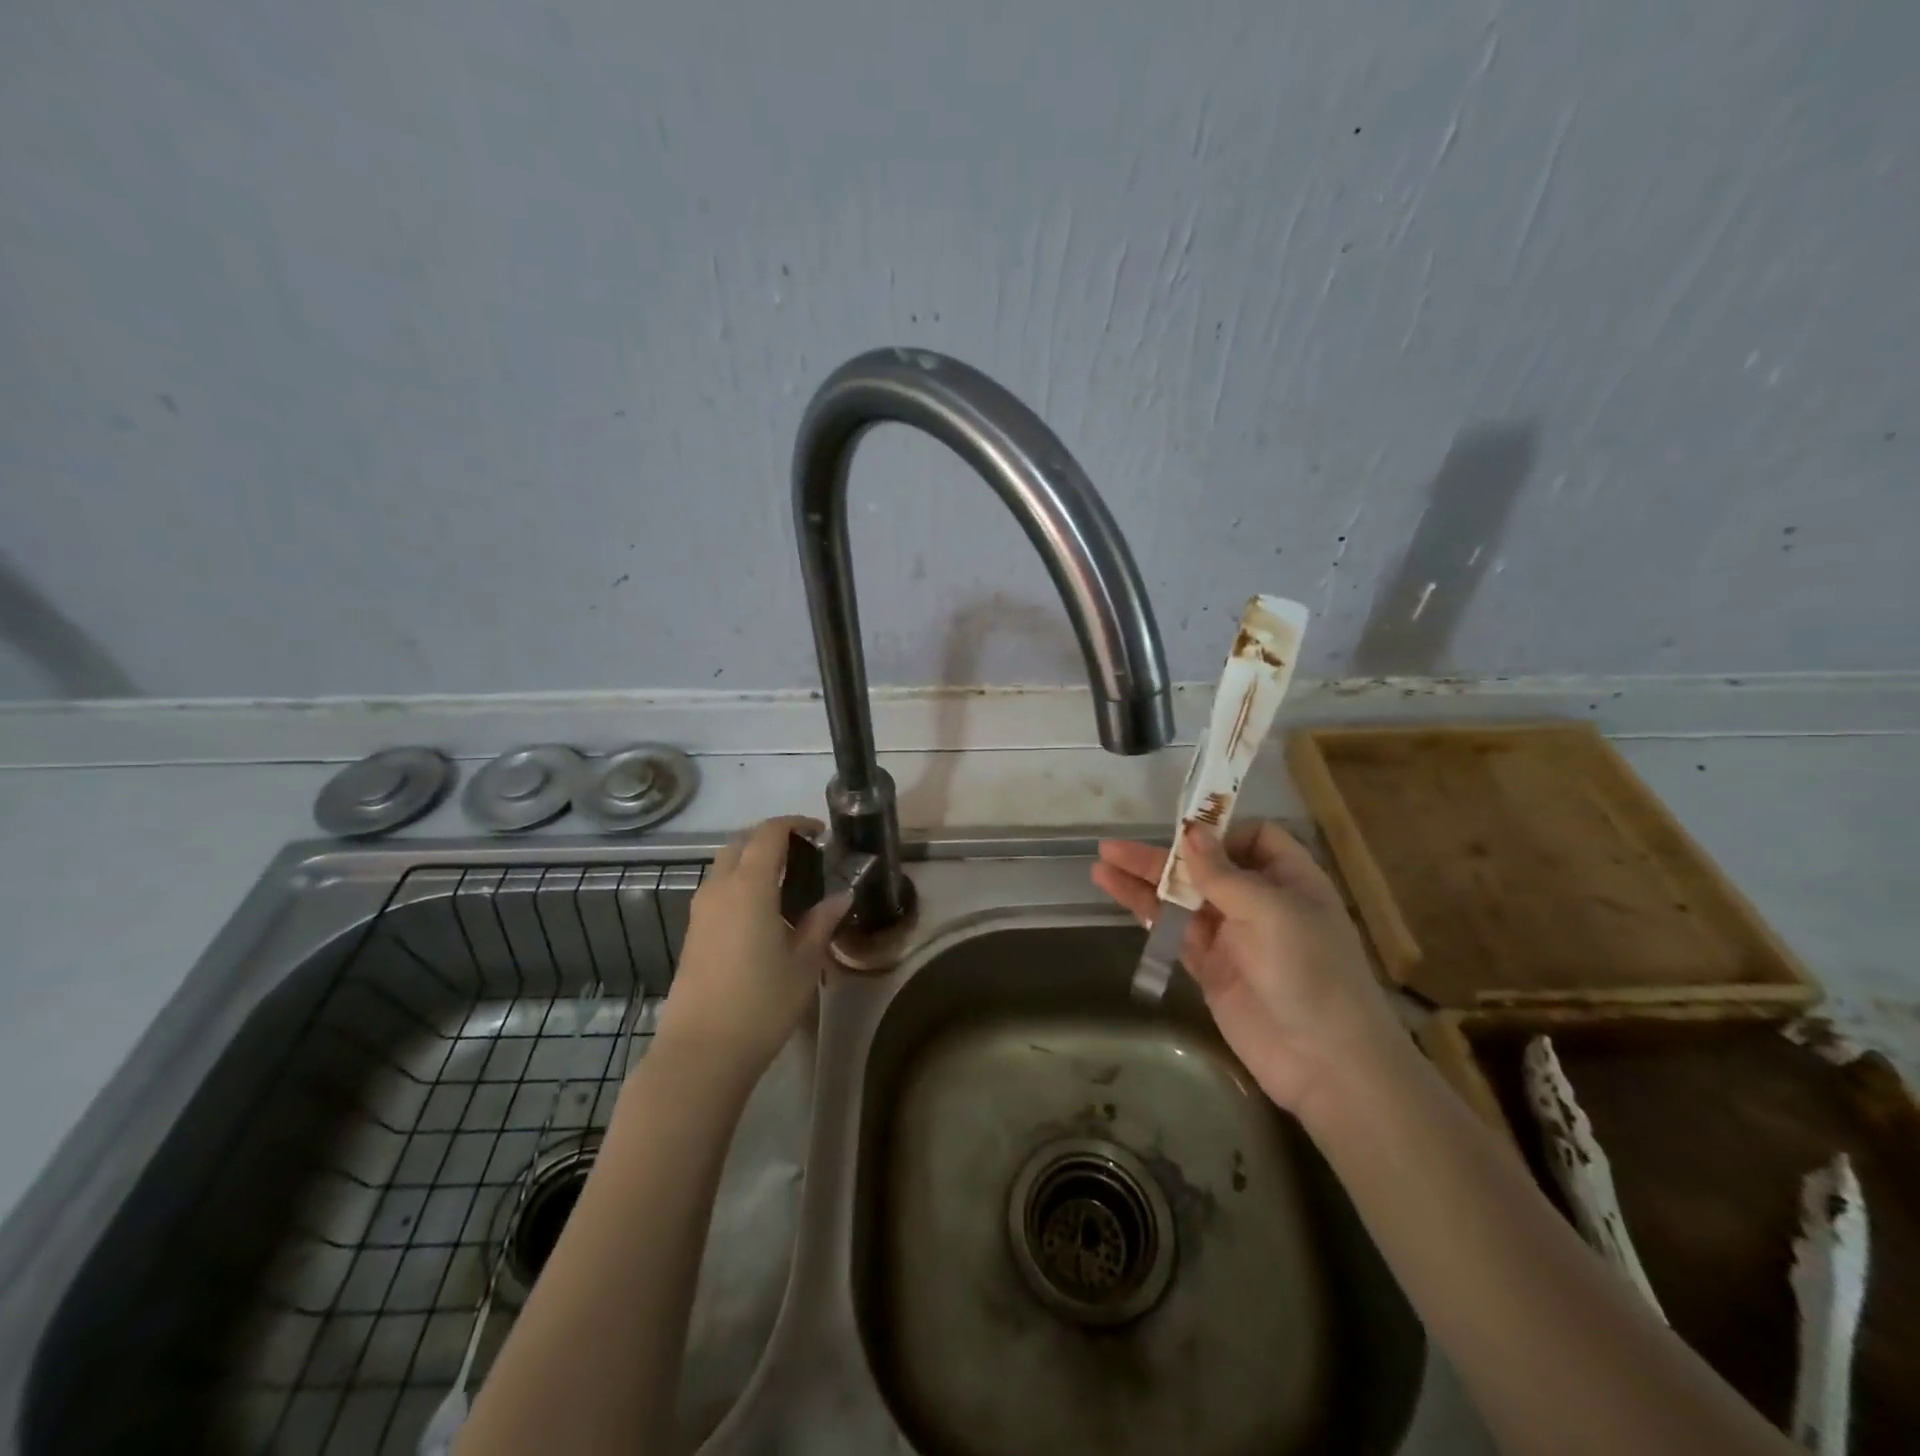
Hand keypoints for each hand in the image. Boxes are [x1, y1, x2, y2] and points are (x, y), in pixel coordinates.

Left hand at [656, 816, 850, 1076]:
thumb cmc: (761, 1003)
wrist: (701, 1052)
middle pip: (740, 843)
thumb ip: (822, 922)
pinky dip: (739, 884)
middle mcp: (719, 889)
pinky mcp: (693, 934)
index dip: (795, 824)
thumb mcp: (804, 962)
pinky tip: (763, 914)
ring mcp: (700, 912)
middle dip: (770, 838)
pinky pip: (717, 891)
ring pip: (724, 866)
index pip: (768, 834)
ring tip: (785, 884)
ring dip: (752, 862)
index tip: (819, 833)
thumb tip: (842, 895)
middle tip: (802, 854)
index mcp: (749, 886)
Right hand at [1092, 821, 1407, 1117]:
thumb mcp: (1269, 910)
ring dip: (1143, 882)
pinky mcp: (1210, 968)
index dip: (1219, 833)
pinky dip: (1148, 914)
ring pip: (1182, 899)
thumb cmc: (1308, 970)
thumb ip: (1222, 872)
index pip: (1253, 838)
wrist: (1323, 1061)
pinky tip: (1120, 897)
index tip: (1184, 836)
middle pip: (1204, 867)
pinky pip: (1175, 932)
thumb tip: (1191, 831)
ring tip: (1101, 868)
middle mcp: (1260, 902)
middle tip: (1112, 848)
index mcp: (1288, 879)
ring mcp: (1233, 937)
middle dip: (1161, 856)